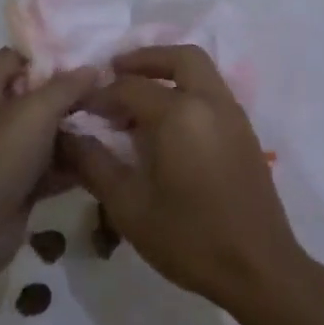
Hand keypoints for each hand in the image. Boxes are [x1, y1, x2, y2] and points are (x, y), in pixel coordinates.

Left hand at [0, 48, 98, 281]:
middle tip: (110, 91)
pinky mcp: (13, 182)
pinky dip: (69, 162)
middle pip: (35, 94)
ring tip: (114, 122)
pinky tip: (104, 157)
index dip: (54, 56)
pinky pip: (46, 163)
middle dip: (71, 95)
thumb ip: (67, 85)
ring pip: (44, 131)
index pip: (19, 56)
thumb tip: (93, 68)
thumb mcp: (36, 111)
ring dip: (75, 130)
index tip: (92, 59)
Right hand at [61, 45, 311, 311]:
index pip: (131, 87)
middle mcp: (211, 102)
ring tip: (137, 100)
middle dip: (145, 59)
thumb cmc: (189, 238)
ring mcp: (234, 116)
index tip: (79, 108)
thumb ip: (94, 164)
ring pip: (202, 72)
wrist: (258, 267)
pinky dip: (188, 91)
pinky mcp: (245, 133)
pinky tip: (167, 125)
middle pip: (180, 57)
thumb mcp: (128, 206)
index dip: (100, 94)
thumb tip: (65, 136)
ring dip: (169, 73)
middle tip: (114, 73)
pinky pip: (213, 94)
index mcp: (180, 114)